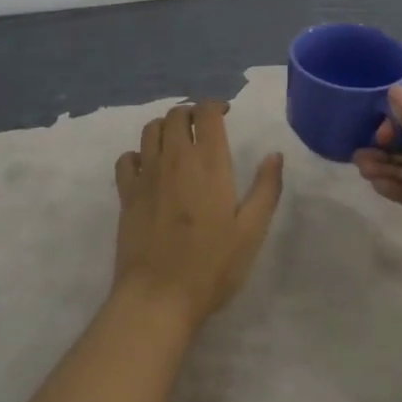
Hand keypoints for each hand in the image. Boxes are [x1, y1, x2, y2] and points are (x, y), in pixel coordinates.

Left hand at [113, 101, 283, 328]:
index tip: (224, 113)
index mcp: (208, 162)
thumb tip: (275, 155)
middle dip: (190, 112)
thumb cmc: (211, 265)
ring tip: (177, 140)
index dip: (215, 105)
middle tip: (202, 126)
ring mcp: (146, 174)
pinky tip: (148, 167)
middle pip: (176, 114)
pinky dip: (138, 154)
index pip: (207, 113)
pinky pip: (127, 158)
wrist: (159, 297)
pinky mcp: (127, 193)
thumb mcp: (251, 231)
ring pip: (150, 129)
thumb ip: (266, 189)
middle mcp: (175, 158)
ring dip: (165, 127)